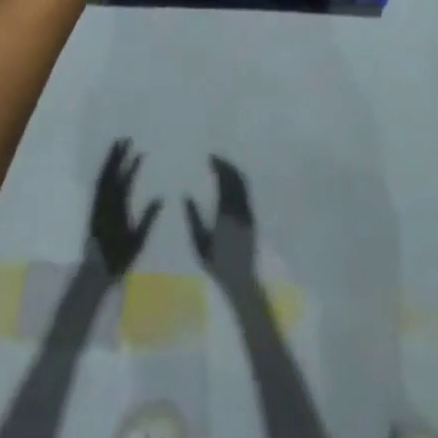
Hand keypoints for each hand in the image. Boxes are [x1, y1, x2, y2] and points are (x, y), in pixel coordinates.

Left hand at [86, 140, 160, 278]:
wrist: (96, 271)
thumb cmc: (120, 257)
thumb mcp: (138, 240)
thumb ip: (148, 218)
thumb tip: (160, 197)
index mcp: (117, 208)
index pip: (125, 181)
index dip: (132, 166)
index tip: (140, 152)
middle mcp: (105, 203)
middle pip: (111, 174)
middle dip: (117, 155)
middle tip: (124, 139)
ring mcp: (98, 205)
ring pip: (103, 177)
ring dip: (109, 161)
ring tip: (116, 146)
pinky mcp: (94, 208)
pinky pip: (98, 185)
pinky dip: (104, 172)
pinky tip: (108, 168)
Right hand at [185, 156, 256, 290]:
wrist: (241, 280)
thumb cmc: (216, 263)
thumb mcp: (199, 242)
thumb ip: (192, 217)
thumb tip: (185, 195)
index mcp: (225, 214)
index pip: (224, 182)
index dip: (219, 167)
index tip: (210, 158)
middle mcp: (239, 210)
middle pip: (236, 179)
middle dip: (226, 165)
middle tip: (215, 157)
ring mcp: (248, 214)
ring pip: (244, 185)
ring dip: (234, 171)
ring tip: (222, 165)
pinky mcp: (252, 218)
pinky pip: (247, 193)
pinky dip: (239, 181)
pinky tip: (230, 181)